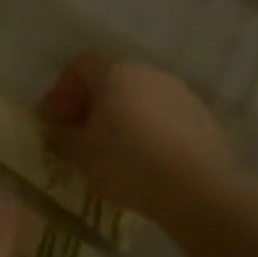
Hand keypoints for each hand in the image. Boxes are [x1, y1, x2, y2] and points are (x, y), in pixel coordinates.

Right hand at [38, 53, 239, 224]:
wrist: (199, 190)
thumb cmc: (128, 163)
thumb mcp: (80, 155)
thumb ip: (60, 138)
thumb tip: (55, 133)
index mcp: (114, 72)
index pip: (79, 66)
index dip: (61, 91)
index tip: (54, 121)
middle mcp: (147, 72)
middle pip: (110, 80)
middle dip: (91, 105)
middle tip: (80, 136)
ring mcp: (180, 92)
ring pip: (139, 98)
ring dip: (122, 118)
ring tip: (115, 152)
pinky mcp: (203, 117)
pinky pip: (165, 117)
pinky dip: (150, 131)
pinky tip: (148, 161)